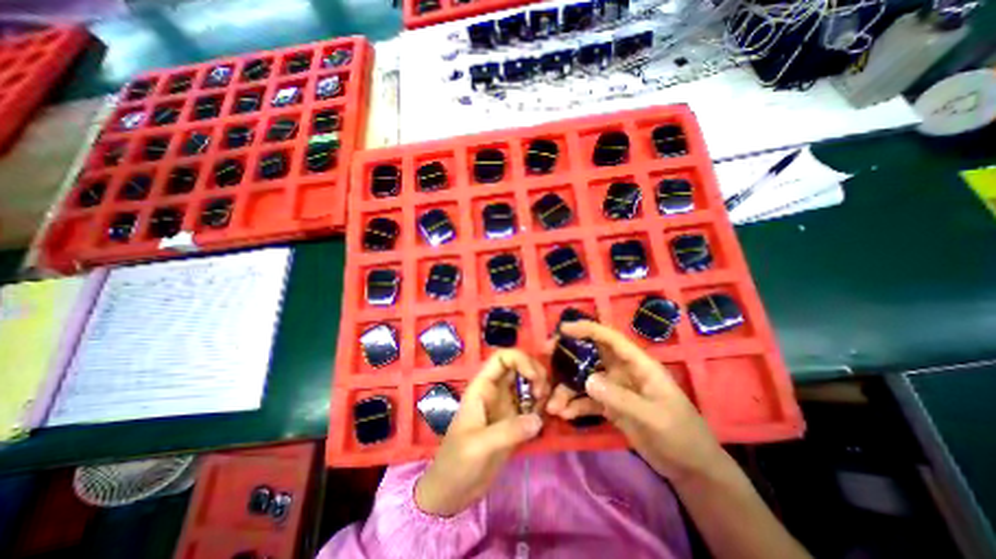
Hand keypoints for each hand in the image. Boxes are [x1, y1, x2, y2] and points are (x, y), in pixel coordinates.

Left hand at [418, 351, 547, 516]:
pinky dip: (541, 406)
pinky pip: (532, 404)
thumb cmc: (457, 462)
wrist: (453, 491)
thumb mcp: (479, 445)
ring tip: (545, 408)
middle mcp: (496, 390)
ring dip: (541, 390)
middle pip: (520, 366)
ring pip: (528, 384)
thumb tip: (538, 419)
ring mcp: (507, 405)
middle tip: (542, 395)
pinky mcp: (515, 421)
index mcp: (482, 387)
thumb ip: (508, 431)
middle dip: (536, 374)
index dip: (520, 359)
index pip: (502, 358)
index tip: (534, 378)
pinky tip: (543, 419)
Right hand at [549, 320, 729, 481]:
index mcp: (638, 365)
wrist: (692, 469)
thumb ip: (620, 399)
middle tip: (545, 357)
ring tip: (552, 405)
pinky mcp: (611, 406)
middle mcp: (623, 372)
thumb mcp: (653, 418)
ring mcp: (616, 389)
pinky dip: (575, 405)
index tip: (563, 329)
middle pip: (591, 355)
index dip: (588, 330)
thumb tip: (587, 380)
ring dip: (567, 389)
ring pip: (585, 379)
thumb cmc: (681, 435)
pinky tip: (563, 415)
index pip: (611, 339)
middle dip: (568, 355)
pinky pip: (588, 400)